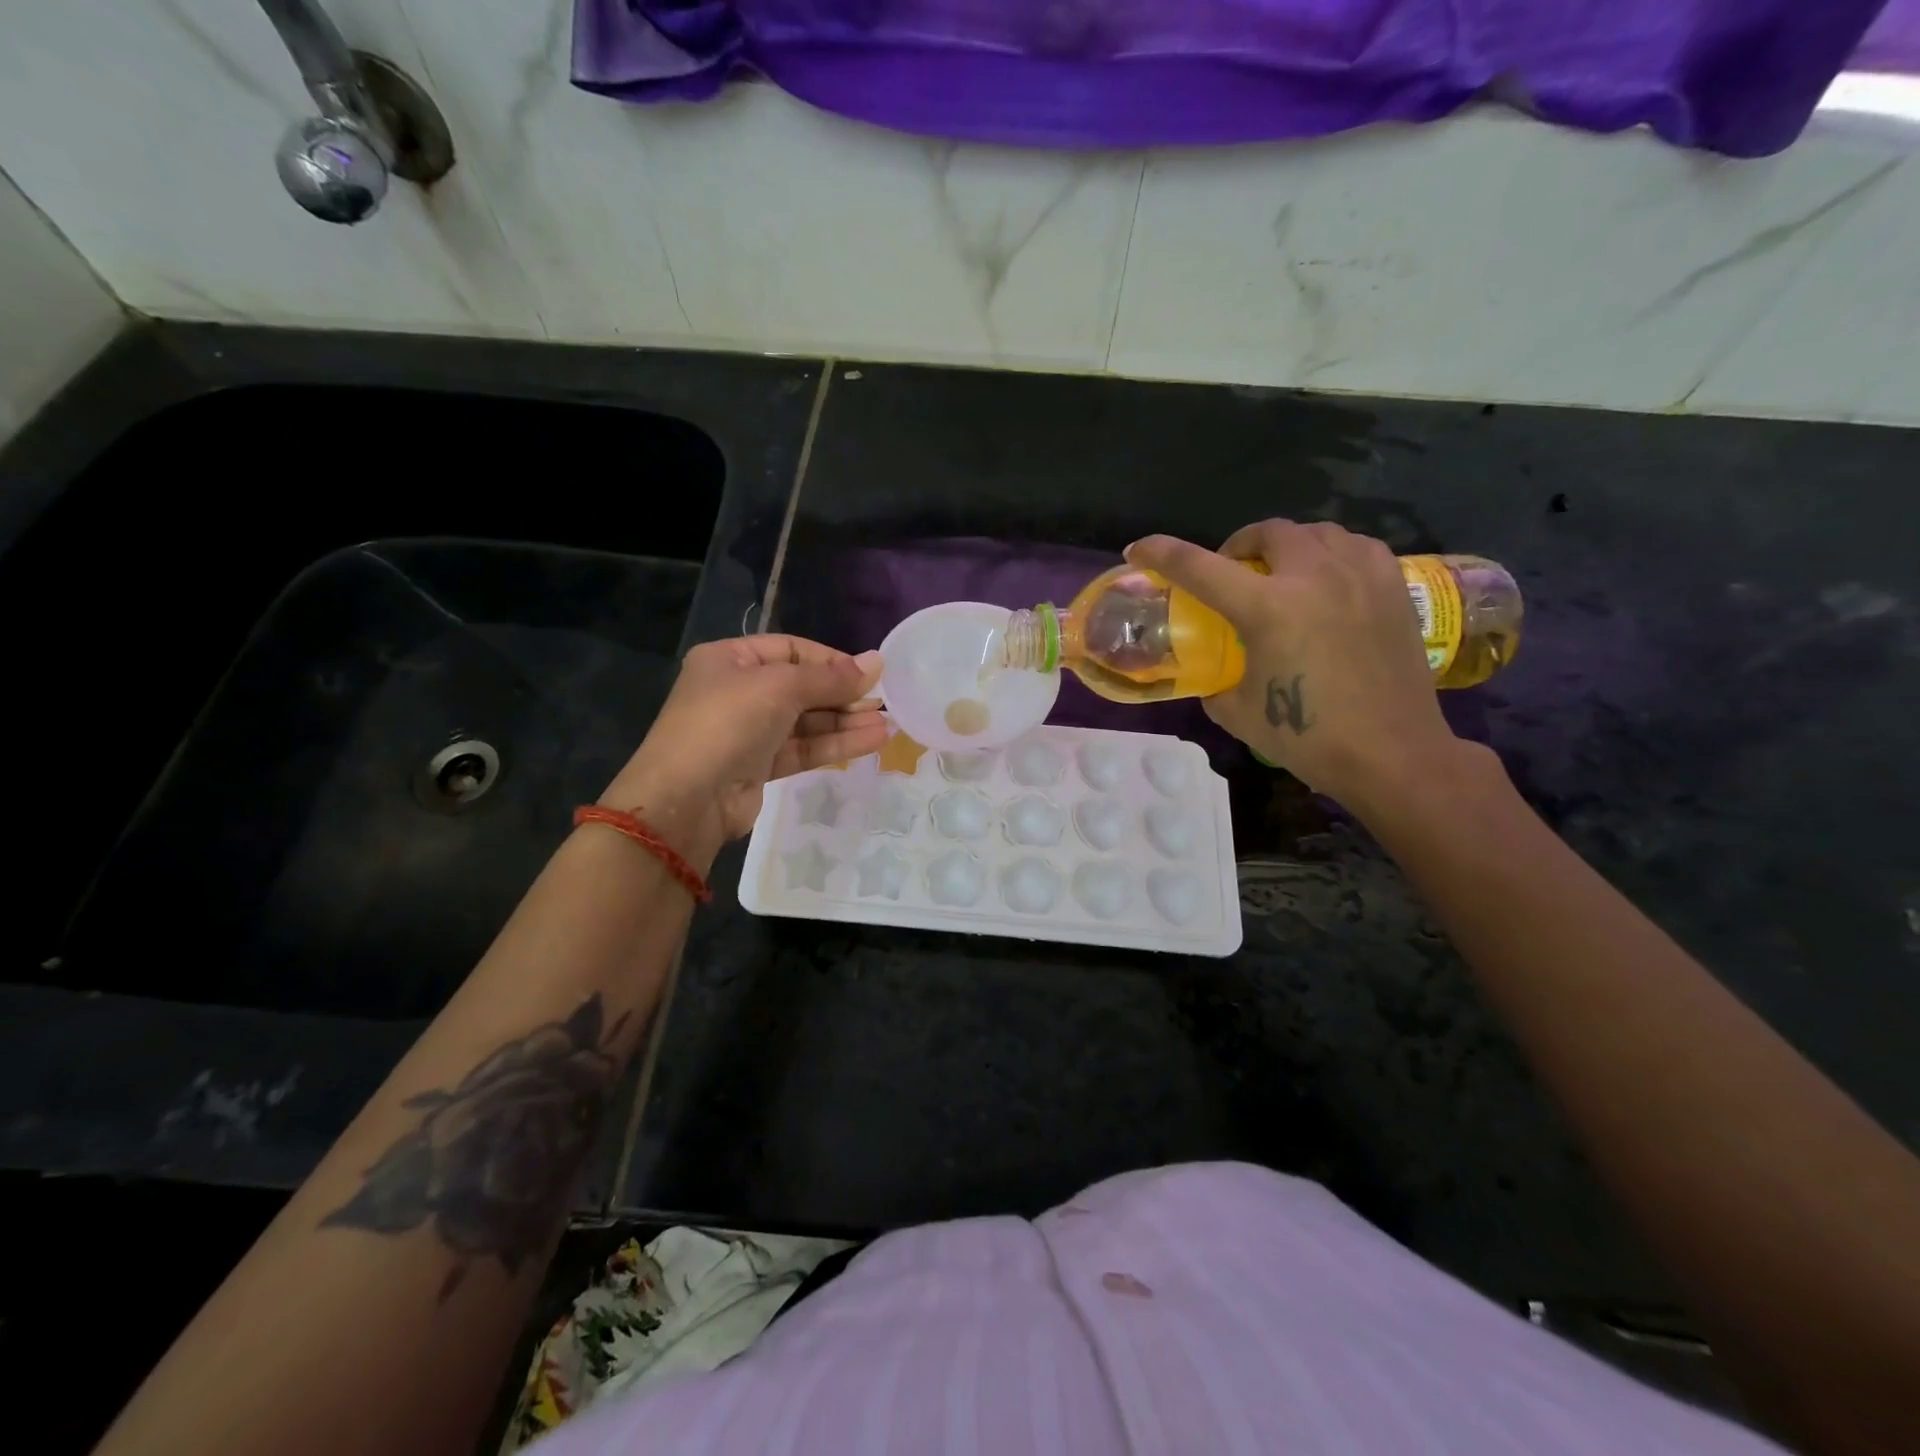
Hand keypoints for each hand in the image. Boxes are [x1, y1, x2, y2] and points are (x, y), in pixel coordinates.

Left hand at [600, 635, 887, 863]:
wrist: (685, 799)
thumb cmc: (727, 723)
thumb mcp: (780, 688)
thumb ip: (831, 678)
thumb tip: (878, 661)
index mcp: (730, 659)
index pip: (791, 650)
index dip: (831, 660)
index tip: (868, 673)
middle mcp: (738, 691)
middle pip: (801, 686)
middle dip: (842, 694)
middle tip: (883, 701)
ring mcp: (748, 731)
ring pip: (806, 721)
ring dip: (845, 722)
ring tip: (887, 724)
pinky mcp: (758, 766)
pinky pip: (803, 748)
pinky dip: (835, 744)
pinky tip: (870, 741)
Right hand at [1126, 521, 1461, 805]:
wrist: (1393, 754)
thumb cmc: (1309, 737)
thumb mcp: (1237, 713)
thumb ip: (1216, 681)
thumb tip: (1212, 672)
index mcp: (1268, 608)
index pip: (1200, 567)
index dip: (1162, 553)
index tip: (1139, 548)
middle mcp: (1313, 577)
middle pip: (1266, 532)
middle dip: (1238, 546)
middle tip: (1233, 573)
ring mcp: (1359, 576)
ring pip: (1315, 531)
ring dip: (1287, 545)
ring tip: (1283, 573)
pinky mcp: (1393, 586)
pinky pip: (1355, 546)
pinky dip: (1331, 553)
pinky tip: (1329, 580)